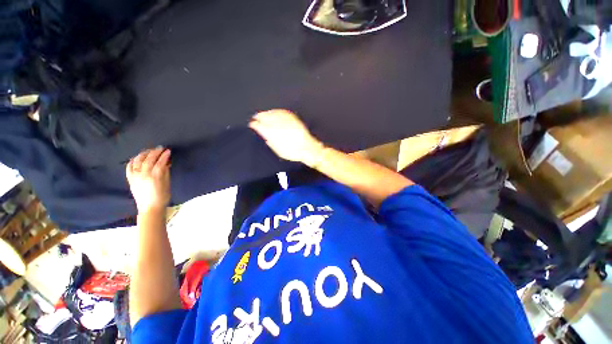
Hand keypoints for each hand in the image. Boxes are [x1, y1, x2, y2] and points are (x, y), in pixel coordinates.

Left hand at [126, 147, 171, 212]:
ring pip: (137, 161)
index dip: (164, 156)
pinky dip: (133, 161)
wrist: (150, 208)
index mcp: (154, 177)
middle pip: (148, 160)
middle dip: (155, 152)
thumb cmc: (162, 196)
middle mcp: (143, 175)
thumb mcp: (167, 184)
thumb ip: (166, 172)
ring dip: (144, 154)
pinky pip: (129, 167)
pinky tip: (137, 158)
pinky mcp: (130, 179)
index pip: (160, 162)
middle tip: (160, 148)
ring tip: (149, 151)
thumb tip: (166, 163)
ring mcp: (135, 176)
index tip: (168, 151)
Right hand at [249, 109, 323, 166]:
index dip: (255, 124)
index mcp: (273, 134)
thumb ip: (270, 142)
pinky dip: (276, 111)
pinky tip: (274, 111)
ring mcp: (286, 121)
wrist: (308, 148)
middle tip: (255, 117)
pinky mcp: (293, 119)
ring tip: (263, 113)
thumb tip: (265, 135)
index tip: (252, 124)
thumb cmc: (293, 152)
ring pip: (273, 113)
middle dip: (259, 116)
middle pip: (266, 117)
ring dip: (267, 113)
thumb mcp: (279, 151)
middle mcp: (279, 125)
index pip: (260, 126)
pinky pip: (282, 112)